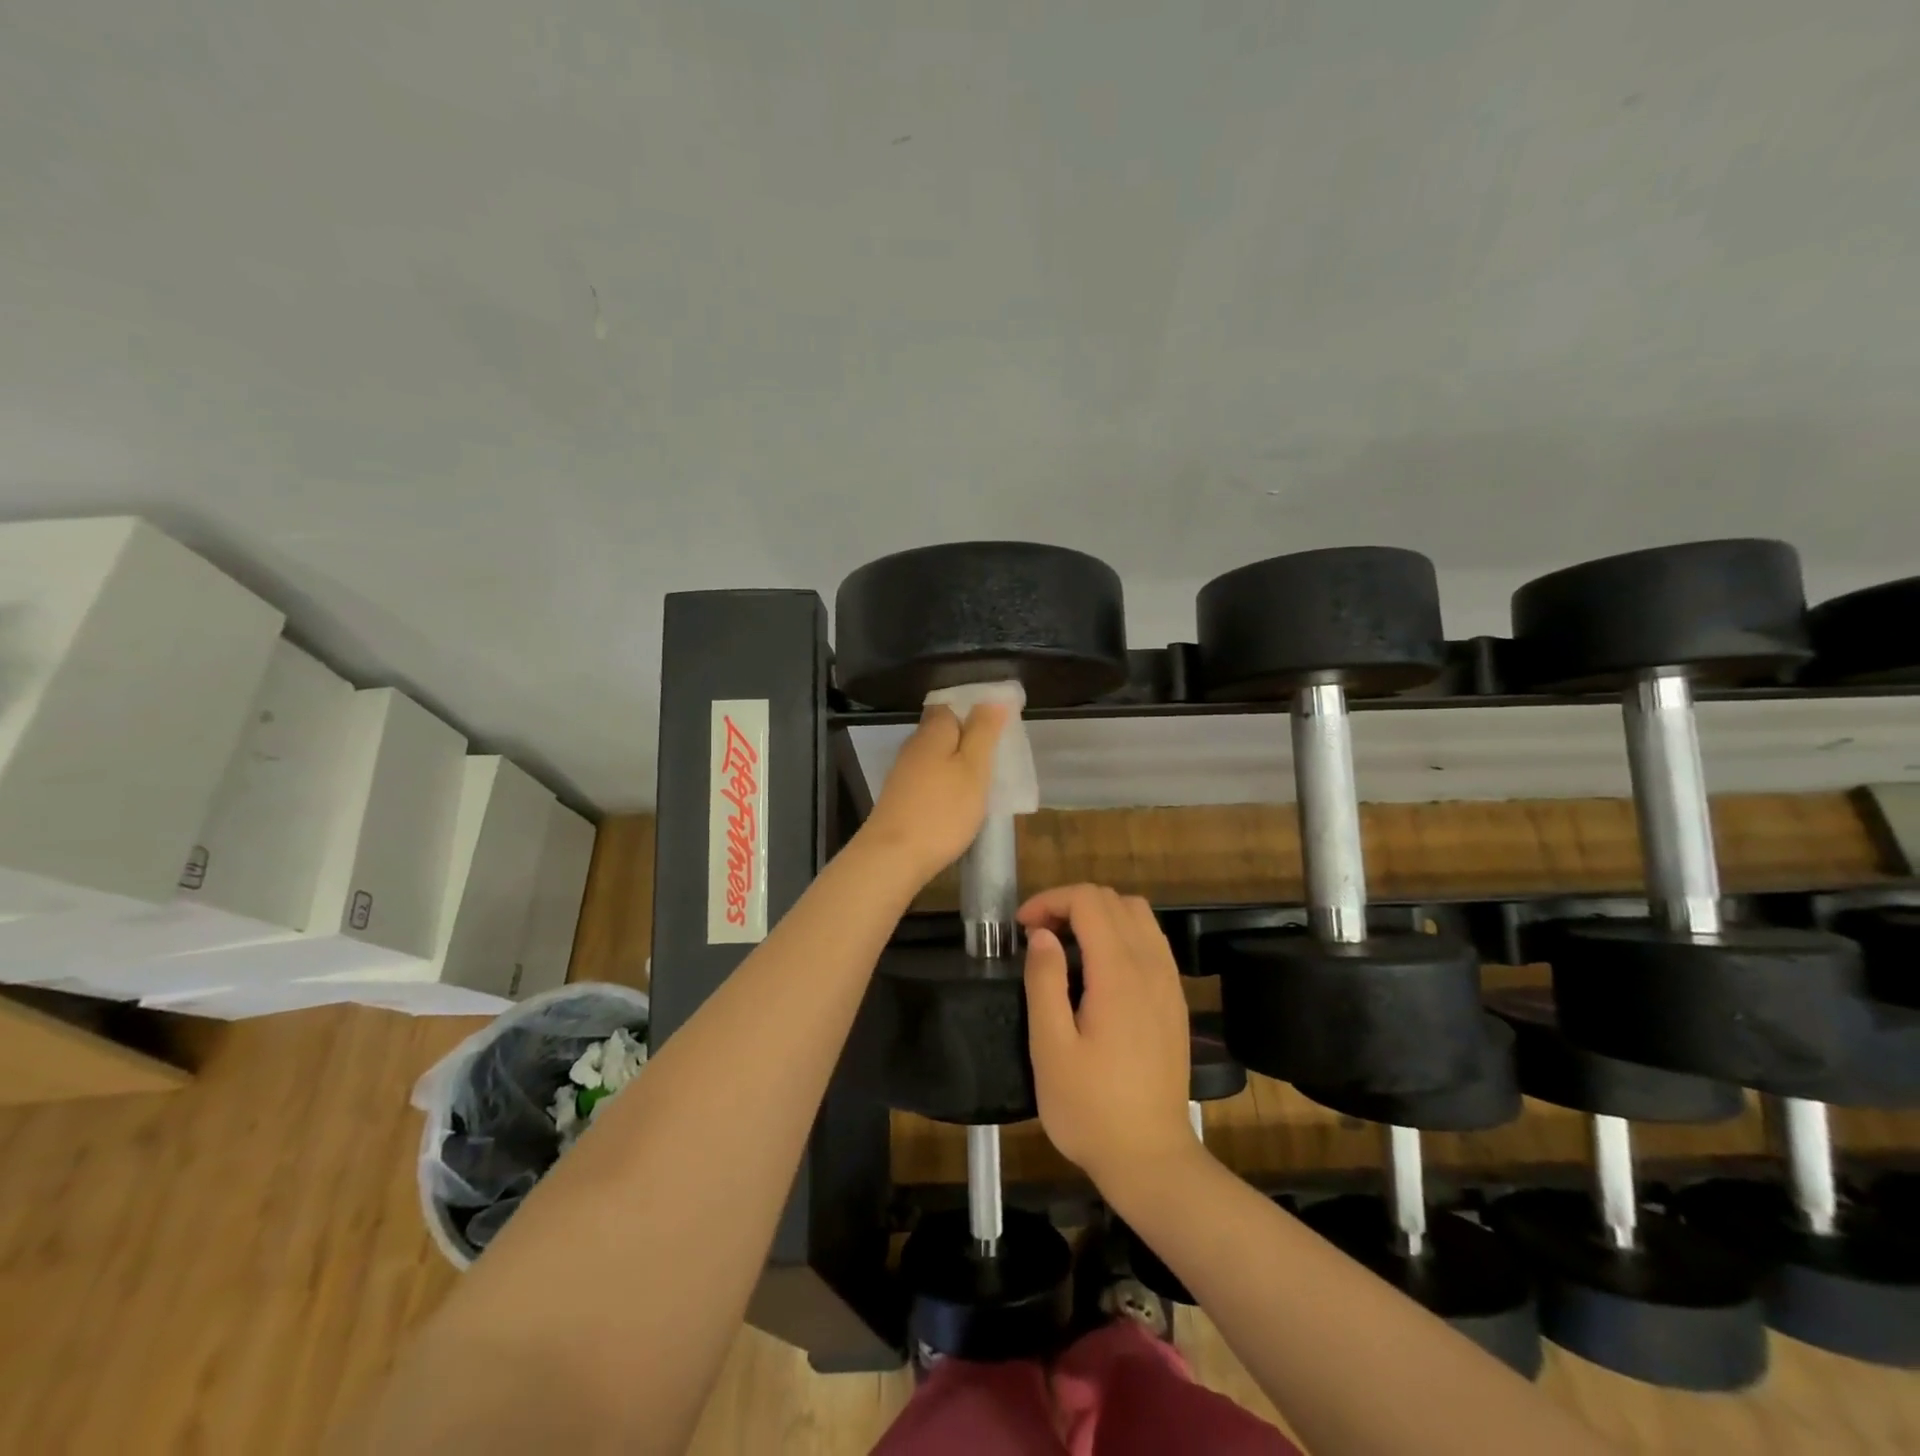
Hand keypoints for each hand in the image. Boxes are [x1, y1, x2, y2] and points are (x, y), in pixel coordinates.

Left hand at [857, 704, 1007, 885]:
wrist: (893, 857)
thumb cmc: (942, 810)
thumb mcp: (974, 768)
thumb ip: (983, 732)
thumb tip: (992, 698)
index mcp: (933, 730)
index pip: (952, 704)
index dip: (975, 709)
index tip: (1000, 724)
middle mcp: (914, 745)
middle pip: (944, 730)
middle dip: (969, 737)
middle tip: (999, 754)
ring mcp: (904, 772)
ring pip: (937, 756)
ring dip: (958, 762)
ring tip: (985, 778)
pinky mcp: (901, 796)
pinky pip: (930, 778)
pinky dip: (946, 783)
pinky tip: (960, 800)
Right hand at [1021, 885, 1196, 1190]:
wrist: (1150, 1158)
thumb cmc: (1090, 1108)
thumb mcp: (1050, 1048)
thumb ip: (1044, 981)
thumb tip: (1042, 934)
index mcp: (1119, 974)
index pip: (1089, 901)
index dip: (1051, 900)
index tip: (1022, 928)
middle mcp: (1151, 966)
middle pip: (1114, 900)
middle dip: (1071, 903)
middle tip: (1038, 935)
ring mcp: (1169, 982)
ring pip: (1138, 914)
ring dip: (1098, 915)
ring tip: (1067, 944)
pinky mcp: (1174, 1000)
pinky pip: (1151, 940)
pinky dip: (1121, 933)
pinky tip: (1099, 967)